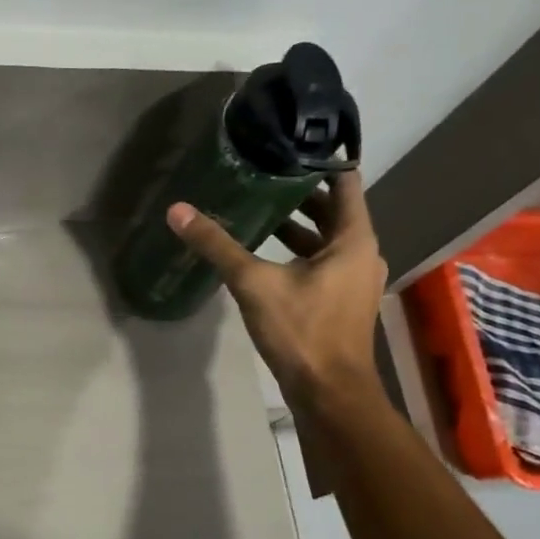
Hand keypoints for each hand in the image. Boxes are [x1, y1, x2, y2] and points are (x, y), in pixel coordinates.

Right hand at [166, 170, 388, 410]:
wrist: (328, 392)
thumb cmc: (302, 331)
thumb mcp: (254, 283)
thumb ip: (217, 245)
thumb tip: (178, 211)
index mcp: (353, 239)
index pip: (344, 182)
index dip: (318, 161)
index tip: (287, 146)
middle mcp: (361, 253)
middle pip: (334, 210)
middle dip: (299, 193)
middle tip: (261, 174)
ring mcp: (354, 279)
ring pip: (326, 239)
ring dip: (297, 225)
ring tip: (257, 209)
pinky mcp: (340, 300)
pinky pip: (321, 262)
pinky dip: (297, 252)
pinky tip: (264, 254)